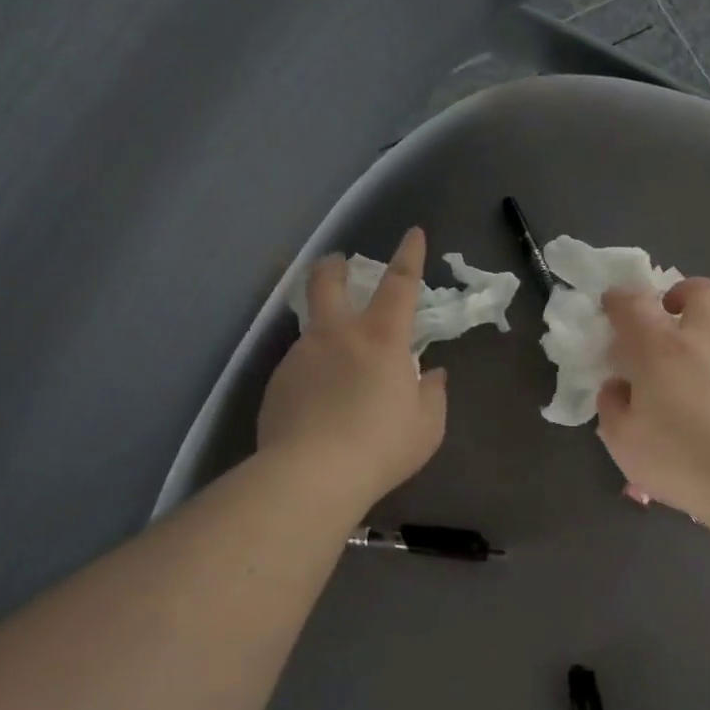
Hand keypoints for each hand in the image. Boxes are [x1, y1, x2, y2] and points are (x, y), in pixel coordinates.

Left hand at [258, 227, 446, 509]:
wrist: (311, 475)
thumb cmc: (382, 447)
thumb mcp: (427, 426)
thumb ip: (432, 394)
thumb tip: (432, 374)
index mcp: (381, 339)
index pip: (400, 284)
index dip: (409, 256)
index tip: (413, 233)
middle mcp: (336, 335)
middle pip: (327, 282)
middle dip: (334, 266)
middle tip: (339, 264)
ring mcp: (300, 356)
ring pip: (311, 328)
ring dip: (325, 331)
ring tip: (338, 365)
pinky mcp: (277, 383)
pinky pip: (299, 366)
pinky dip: (313, 372)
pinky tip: (318, 403)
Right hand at [596, 279, 709, 523]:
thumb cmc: (677, 458)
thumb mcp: (622, 441)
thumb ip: (612, 406)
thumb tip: (618, 387)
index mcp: (659, 349)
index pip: (633, 303)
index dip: (619, 299)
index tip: (612, 308)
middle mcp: (704, 343)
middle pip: (699, 292)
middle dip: (680, 295)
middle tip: (667, 323)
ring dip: (701, 354)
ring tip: (691, 401)